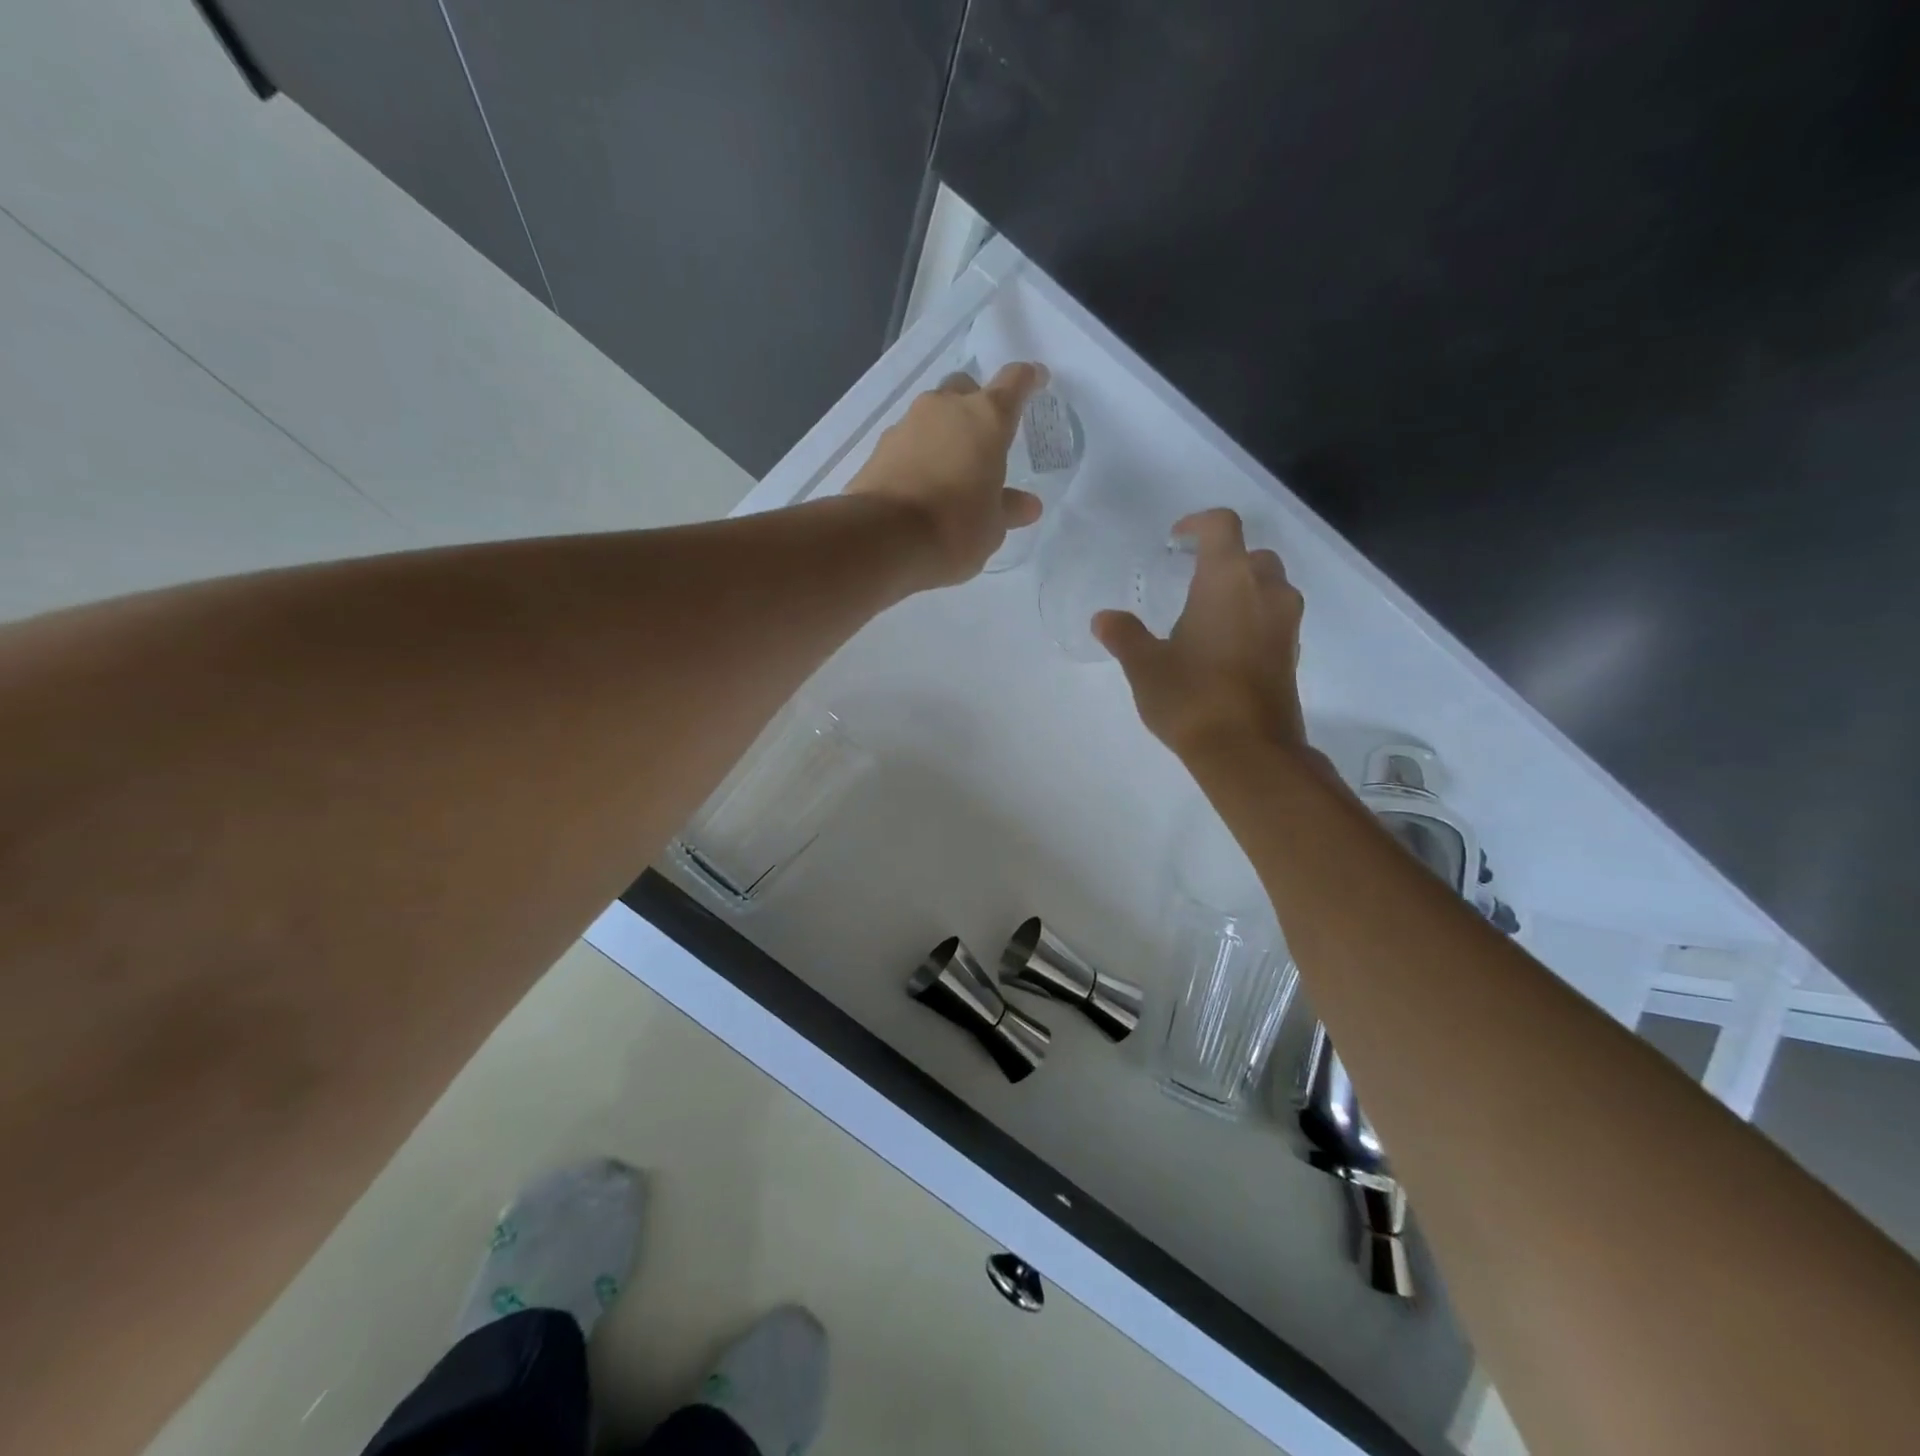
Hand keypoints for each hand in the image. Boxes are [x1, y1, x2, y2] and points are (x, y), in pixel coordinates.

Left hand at [847, 362, 1045, 587]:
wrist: (883, 538)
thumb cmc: (955, 528)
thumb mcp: (993, 527)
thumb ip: (1009, 508)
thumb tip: (1028, 505)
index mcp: (986, 419)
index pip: (1014, 383)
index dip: (1028, 379)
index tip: (1036, 380)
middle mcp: (946, 408)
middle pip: (966, 390)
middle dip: (976, 406)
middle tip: (983, 439)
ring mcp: (908, 424)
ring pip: (933, 415)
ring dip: (944, 433)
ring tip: (950, 470)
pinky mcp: (880, 447)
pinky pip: (908, 441)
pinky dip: (918, 454)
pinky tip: (921, 484)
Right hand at [1094, 508, 1310, 759]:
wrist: (1247, 751)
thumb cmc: (1191, 696)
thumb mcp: (1145, 666)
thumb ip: (1124, 635)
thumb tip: (1104, 618)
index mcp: (1227, 580)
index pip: (1222, 526)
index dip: (1198, 523)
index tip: (1176, 540)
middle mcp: (1265, 591)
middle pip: (1252, 554)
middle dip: (1224, 559)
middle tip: (1191, 580)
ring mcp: (1285, 623)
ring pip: (1269, 586)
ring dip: (1243, 589)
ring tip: (1207, 615)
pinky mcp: (1292, 654)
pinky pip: (1275, 618)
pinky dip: (1253, 618)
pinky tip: (1224, 647)